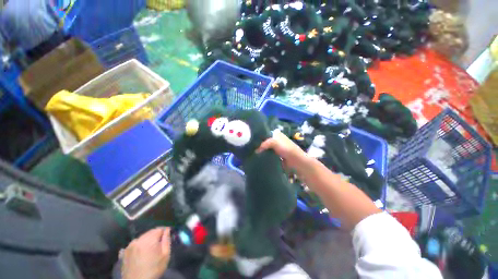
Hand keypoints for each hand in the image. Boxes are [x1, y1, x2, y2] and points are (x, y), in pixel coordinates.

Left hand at [122, 227, 170, 278]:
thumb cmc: (154, 270)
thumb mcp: (165, 255)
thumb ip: (166, 240)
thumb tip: (167, 230)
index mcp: (149, 240)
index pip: (159, 229)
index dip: (165, 231)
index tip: (167, 235)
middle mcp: (138, 240)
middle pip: (150, 232)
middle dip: (156, 234)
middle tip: (160, 242)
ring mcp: (130, 245)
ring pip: (142, 237)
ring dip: (148, 239)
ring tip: (151, 247)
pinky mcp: (125, 252)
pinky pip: (135, 243)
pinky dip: (140, 244)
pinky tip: (142, 250)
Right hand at [256, 129, 309, 174]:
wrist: (295, 161)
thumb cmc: (286, 149)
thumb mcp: (274, 142)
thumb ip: (264, 144)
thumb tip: (256, 151)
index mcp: (277, 134)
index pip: (265, 133)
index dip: (259, 136)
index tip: (251, 140)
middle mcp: (277, 140)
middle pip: (265, 141)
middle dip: (259, 144)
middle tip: (251, 148)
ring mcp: (277, 148)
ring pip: (266, 148)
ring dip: (262, 151)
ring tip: (253, 153)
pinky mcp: (277, 155)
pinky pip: (268, 154)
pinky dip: (265, 156)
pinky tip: (259, 158)